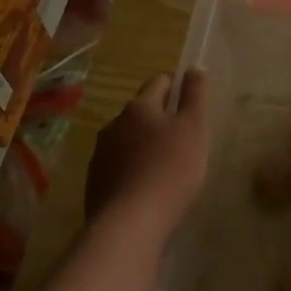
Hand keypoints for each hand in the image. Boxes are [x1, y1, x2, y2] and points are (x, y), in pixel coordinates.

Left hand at [84, 71, 209, 239]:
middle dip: (159, 119)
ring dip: (144, 145)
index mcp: (139, 106)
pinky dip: (132, 170)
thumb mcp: (194, 127)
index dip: (176, 87)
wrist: (129, 224)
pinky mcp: (94, 183)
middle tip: (182, 137)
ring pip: (127, 140)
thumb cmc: (170, 168)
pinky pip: (118, 167)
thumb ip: (195, 94)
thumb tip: (194, 66)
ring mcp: (100, 154)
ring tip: (164, 165)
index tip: (190, 102)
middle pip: (141, 112)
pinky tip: (146, 188)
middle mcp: (114, 124)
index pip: (159, 83)